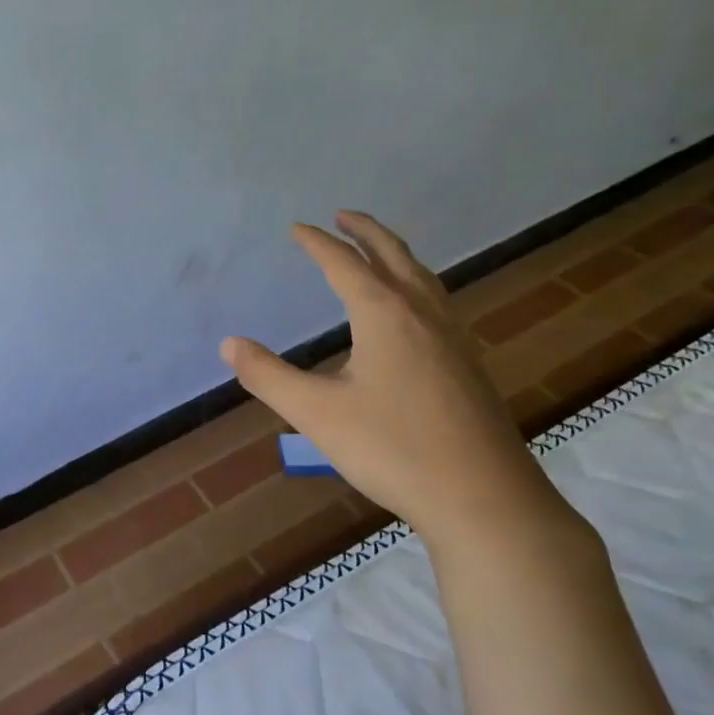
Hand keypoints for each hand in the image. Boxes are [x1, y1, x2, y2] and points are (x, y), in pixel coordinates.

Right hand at [221, 212, 560, 545]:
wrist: (484, 499)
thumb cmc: (393, 449)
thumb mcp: (316, 413)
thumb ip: (268, 376)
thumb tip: (229, 344)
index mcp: (385, 315)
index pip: (345, 264)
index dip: (318, 243)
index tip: (297, 228)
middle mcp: (423, 315)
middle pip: (394, 256)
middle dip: (365, 231)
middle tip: (343, 215)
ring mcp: (453, 339)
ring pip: (423, 278)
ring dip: (396, 254)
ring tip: (377, 252)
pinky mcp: (468, 365)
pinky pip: (437, 302)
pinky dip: (416, 284)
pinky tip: (413, 312)